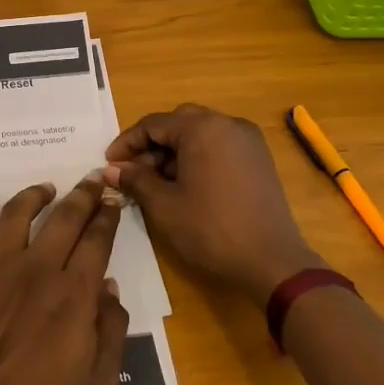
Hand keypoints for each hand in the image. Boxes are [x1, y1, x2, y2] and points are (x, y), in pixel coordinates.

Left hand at [0, 176, 130, 384]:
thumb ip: (110, 334)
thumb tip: (110, 289)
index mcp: (73, 295)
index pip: (97, 241)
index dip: (108, 216)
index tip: (113, 199)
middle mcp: (37, 270)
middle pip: (63, 218)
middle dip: (82, 195)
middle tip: (92, 179)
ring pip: (17, 215)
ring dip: (34, 195)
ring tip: (46, 187)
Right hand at [105, 104, 321, 301]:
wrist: (273, 262)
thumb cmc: (212, 230)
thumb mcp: (164, 205)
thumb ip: (135, 179)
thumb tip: (111, 169)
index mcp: (202, 128)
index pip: (153, 124)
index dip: (127, 143)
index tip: (110, 163)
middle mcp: (227, 123)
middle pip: (178, 122)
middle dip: (152, 144)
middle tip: (133, 171)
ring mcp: (248, 140)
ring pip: (200, 133)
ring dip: (174, 151)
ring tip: (157, 182)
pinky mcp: (259, 158)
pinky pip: (219, 145)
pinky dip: (198, 156)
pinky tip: (187, 184)